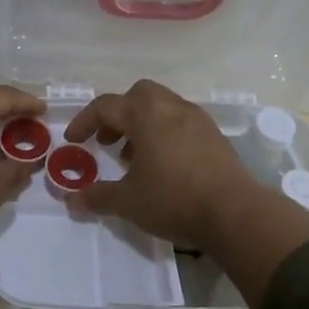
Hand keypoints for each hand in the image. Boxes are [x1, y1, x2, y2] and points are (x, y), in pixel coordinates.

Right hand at [62, 80, 259, 248]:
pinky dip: (164, 133)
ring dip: (142, 124)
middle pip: (138, 95)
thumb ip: (97, 197)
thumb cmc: (174, 200)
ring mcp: (197, 119)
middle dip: (118, 114)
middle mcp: (171, 108)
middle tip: (107, 141)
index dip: (84, 121)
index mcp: (146, 114)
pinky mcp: (215, 136)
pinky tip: (163, 165)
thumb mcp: (128, 202)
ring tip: (134, 157)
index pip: (106, 106)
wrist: (235, 213)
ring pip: (162, 107)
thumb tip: (72, 200)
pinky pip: (181, 122)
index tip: (73, 140)